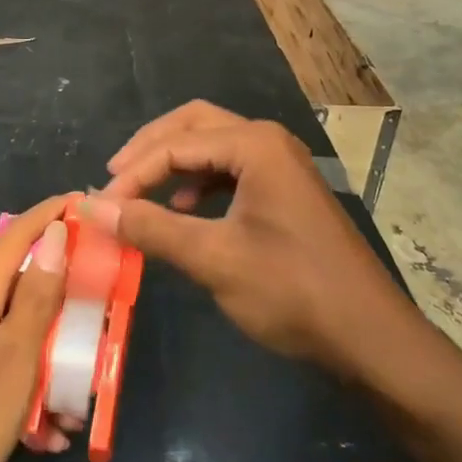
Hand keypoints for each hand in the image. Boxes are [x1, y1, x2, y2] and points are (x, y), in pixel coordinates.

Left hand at [0, 197, 70, 461]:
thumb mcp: (11, 369)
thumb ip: (35, 300)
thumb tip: (55, 236)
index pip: (18, 236)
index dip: (52, 214)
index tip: (88, 203)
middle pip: (18, 284)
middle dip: (61, 304)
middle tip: (98, 327)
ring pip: (10, 328)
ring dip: (46, 358)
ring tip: (72, 410)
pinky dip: (23, 382)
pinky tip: (43, 432)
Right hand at [85, 102, 418, 383]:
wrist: (370, 336)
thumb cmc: (292, 290)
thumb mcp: (214, 258)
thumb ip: (151, 228)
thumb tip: (92, 207)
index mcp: (254, 144)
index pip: (175, 145)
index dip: (133, 174)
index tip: (100, 206)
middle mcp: (268, 140)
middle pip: (193, 125)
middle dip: (150, 150)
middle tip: (114, 179)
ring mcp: (280, 163)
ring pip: (212, 145)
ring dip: (174, 164)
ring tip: (140, 195)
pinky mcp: (284, 189)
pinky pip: (230, 169)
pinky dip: (199, 183)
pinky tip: (183, 211)